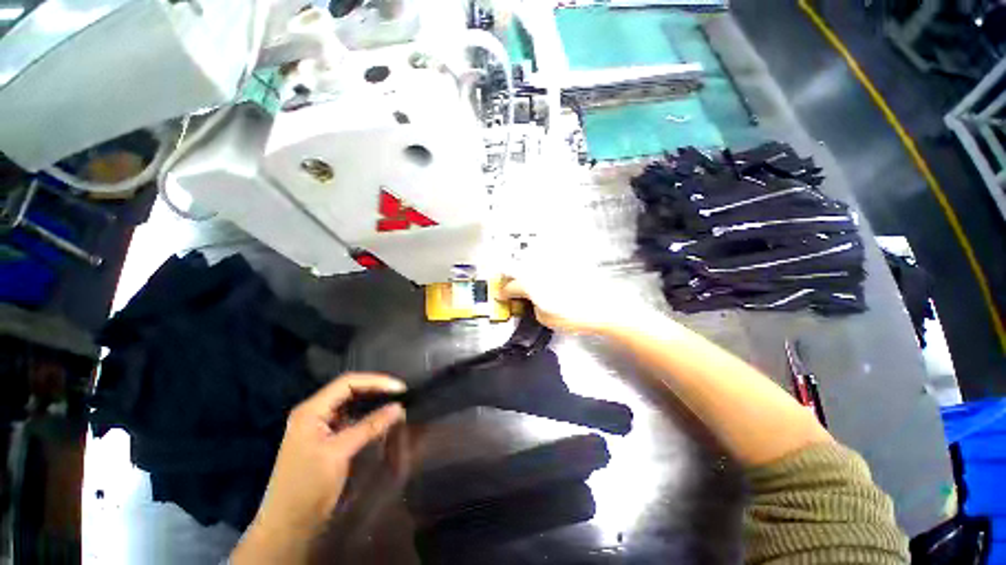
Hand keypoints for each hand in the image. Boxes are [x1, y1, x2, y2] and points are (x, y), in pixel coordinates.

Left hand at [230, 373, 405, 563]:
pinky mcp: (324, 439)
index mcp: (311, 410)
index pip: (347, 383)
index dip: (375, 381)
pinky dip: (366, 416)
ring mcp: (317, 426)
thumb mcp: (339, 452)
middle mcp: (313, 413)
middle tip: (400, 393)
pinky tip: (379, 418)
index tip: (399, 388)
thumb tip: (399, 407)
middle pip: (348, 390)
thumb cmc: (308, 486)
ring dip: (371, 401)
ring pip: (349, 404)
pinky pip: (348, 419)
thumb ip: (370, 426)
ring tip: (393, 401)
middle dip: (375, 388)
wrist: (287, 525)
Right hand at [499, 270, 650, 334]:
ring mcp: (551, 263)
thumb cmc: (572, 315)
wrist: (603, 306)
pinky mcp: (564, 261)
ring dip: (521, 267)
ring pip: (529, 259)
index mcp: (530, 282)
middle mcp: (538, 267)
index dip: (503, 292)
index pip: (510, 285)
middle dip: (508, 275)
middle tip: (508, 284)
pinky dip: (539, 263)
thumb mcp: (545, 318)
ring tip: (522, 277)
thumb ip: (533, 305)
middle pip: (516, 266)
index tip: (501, 296)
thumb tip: (531, 299)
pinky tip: (542, 271)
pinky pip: (546, 259)